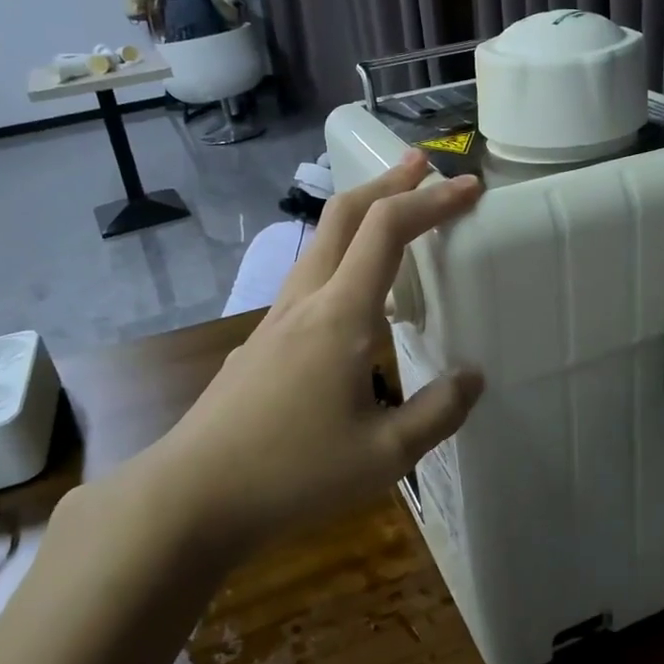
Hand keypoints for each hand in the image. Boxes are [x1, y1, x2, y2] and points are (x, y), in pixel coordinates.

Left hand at [136, 151, 484, 554]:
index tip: (469, 188)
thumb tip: (472, 377)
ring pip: (319, 246)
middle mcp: (304, 302)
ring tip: (392, 218)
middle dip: (386, 184)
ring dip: (360, 218)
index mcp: (339, 315)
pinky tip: (352, 298)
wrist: (191, 497)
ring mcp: (275, 321)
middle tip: (422, 166)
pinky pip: (307, 281)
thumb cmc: (292, 473)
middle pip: (343, 216)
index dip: (431, 200)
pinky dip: (340, 259)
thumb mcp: (385, 455)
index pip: (388, 230)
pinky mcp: (259, 345)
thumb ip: (438, 412)